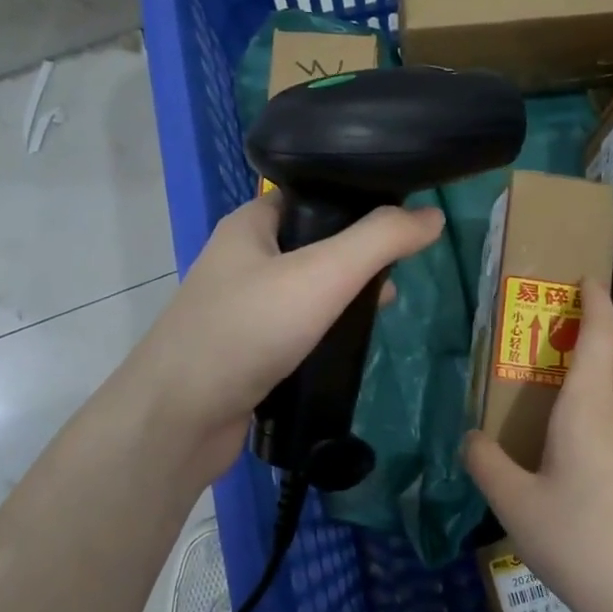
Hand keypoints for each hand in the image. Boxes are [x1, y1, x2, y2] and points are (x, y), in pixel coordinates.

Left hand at [122, 193, 443, 481]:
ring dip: (343, 297)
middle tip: (397, 270)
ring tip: (384, 307)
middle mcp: (242, 260)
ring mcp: (241, 309)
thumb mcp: (322, 274)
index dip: (356, 200)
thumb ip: (380, 241)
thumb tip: (433, 217)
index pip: (311, 194)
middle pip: (313, 243)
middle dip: (357, 256)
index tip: (400, 218)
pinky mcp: (246, 352)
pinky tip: (350, 346)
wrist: (179, 417)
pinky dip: (324, 333)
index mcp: (250, 226)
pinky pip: (295, 330)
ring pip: (306, 291)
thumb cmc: (247, 330)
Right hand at [463, 280, 612, 611]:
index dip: (595, 302)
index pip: (599, 336)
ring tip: (573, 396)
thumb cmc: (577, 541)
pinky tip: (586, 454)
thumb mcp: (514, 504)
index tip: (587, 279)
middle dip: (605, 336)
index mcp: (588, 410)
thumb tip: (470, 439)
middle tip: (570, 340)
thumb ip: (486, 464)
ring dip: (610, 377)